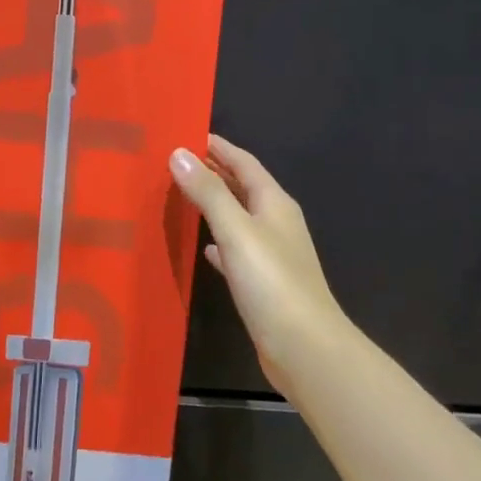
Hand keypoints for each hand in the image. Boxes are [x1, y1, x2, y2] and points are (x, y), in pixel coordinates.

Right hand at [169, 134, 349, 391]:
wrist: (304, 347)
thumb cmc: (271, 282)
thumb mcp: (236, 231)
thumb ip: (208, 192)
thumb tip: (179, 153)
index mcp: (274, 203)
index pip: (244, 162)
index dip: (218, 147)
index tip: (188, 133)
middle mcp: (276, 222)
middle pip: (242, 187)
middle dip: (213, 172)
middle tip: (176, 161)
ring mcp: (273, 254)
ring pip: (239, 218)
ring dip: (214, 204)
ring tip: (181, 196)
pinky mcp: (264, 282)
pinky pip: (237, 250)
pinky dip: (220, 242)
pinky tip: (204, 248)